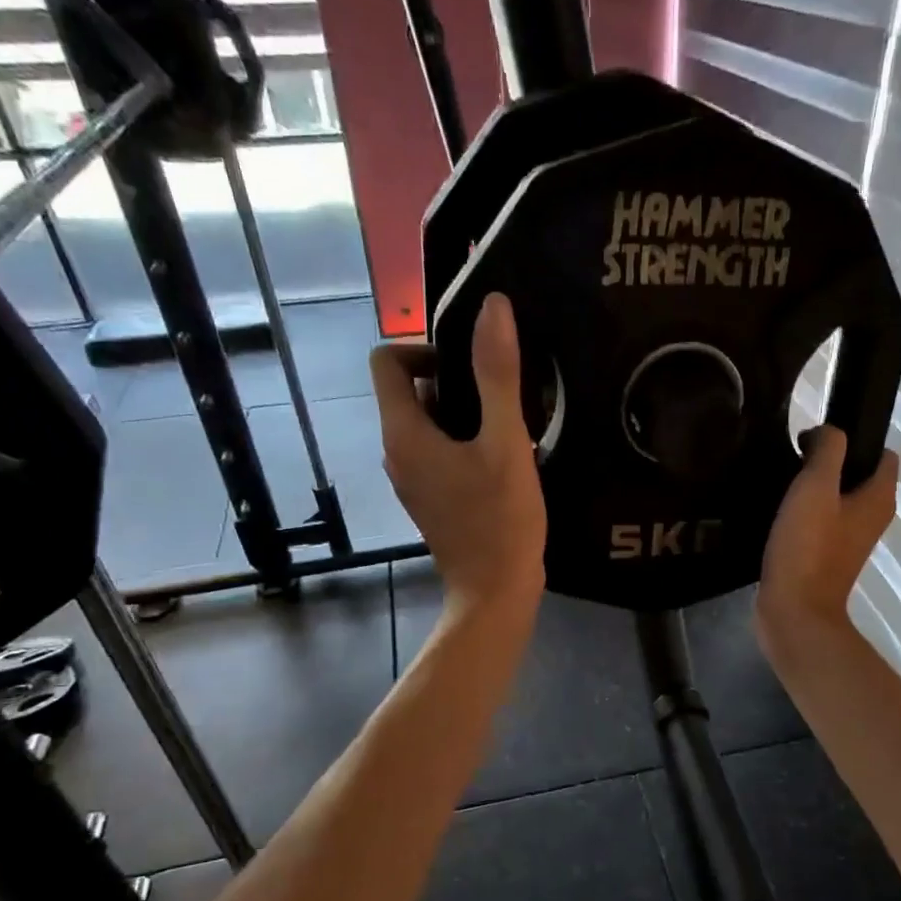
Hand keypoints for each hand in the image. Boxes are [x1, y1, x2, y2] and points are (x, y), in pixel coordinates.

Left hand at [370, 293, 545, 617]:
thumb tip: (492, 307)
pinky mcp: (432, 497)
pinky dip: (467, 439)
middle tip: (503, 392)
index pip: (388, 361)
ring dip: (466, 411)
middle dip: (455, 379)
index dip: (425, 347)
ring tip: (512, 421)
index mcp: (404, 433)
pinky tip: (507, 454)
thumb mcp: (506, 444)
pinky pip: (441, 450)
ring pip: (430, 421)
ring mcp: (413, 478)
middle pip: (412, 389)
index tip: (472, 364)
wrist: (495, 593)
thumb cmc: (500, 520)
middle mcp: (397, 452)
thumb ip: (497, 375)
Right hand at [757, 426, 898, 649]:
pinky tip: (778, 514)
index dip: (854, 439)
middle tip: (792, 462)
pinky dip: (804, 514)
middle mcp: (872, 518)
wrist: (793, 612)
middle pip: (857, 475)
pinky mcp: (827, 558)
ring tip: (781, 485)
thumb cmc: (808, 547)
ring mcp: (850, 541)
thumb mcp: (816, 486)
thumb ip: (827, 449)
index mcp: (879, 498)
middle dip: (828, 463)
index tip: (815, 442)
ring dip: (813, 489)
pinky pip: (820, 523)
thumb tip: (825, 433)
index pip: (884, 453)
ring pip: (837, 499)